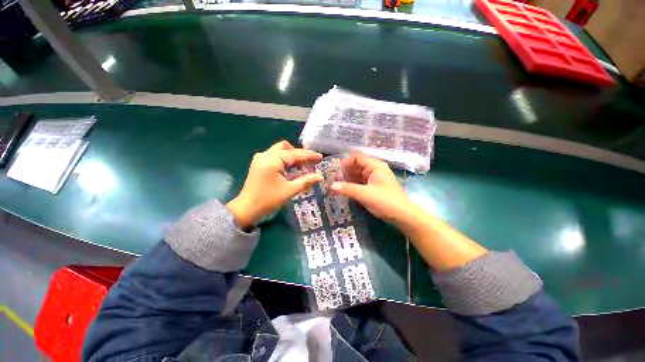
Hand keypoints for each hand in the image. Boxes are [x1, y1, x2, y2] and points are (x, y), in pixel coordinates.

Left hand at [227, 141, 322, 229]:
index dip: (308, 155)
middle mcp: (265, 155)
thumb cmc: (268, 200)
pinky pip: (275, 155)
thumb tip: (320, 177)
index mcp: (271, 161)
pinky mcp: (259, 162)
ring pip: (280, 150)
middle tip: (310, 161)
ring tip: (303, 164)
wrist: (246, 209)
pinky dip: (285, 158)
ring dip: (292, 155)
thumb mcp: (289, 191)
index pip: (294, 154)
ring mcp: (260, 158)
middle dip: (299, 153)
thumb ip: (306, 181)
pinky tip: (291, 166)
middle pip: (286, 147)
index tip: (320, 157)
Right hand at [330, 153, 411, 222]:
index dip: (346, 162)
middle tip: (334, 178)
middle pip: (358, 166)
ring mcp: (376, 179)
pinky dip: (354, 185)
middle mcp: (376, 170)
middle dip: (346, 171)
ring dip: (349, 179)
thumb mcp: (364, 194)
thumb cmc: (384, 201)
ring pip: (359, 175)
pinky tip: (346, 190)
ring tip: (338, 185)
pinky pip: (362, 183)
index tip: (336, 170)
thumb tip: (332, 185)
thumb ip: (347, 189)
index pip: (358, 158)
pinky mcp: (375, 188)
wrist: (402, 215)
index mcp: (375, 166)